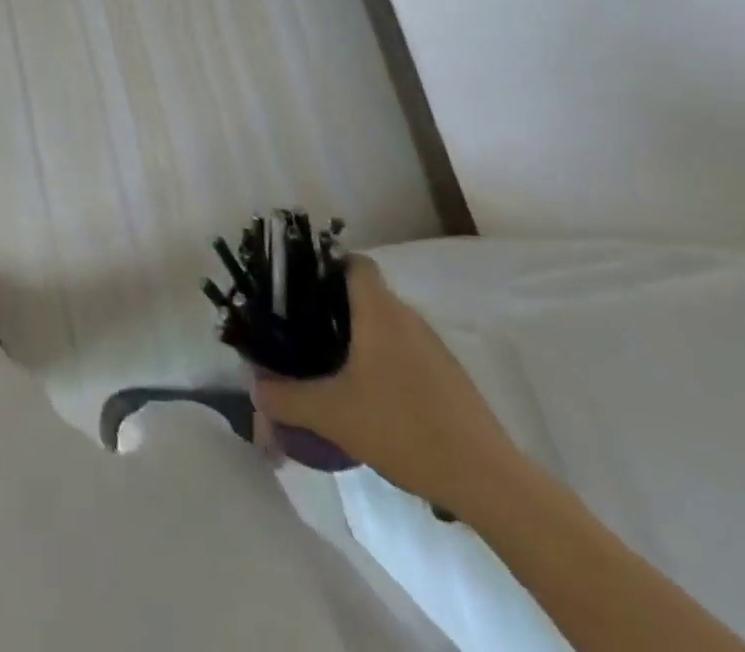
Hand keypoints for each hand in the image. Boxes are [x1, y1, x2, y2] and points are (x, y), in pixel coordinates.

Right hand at [251, 256, 520, 513]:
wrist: (489, 482)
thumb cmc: (405, 428)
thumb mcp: (333, 414)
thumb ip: (286, 398)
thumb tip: (255, 390)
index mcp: (379, 312)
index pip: (353, 262)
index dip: (324, 265)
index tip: (299, 287)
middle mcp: (408, 319)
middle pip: (365, 294)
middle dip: (332, 308)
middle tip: (302, 332)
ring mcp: (435, 349)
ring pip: (386, 326)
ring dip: (359, 339)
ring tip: (330, 368)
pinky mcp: (451, 379)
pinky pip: (406, 354)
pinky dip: (384, 364)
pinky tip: (371, 400)